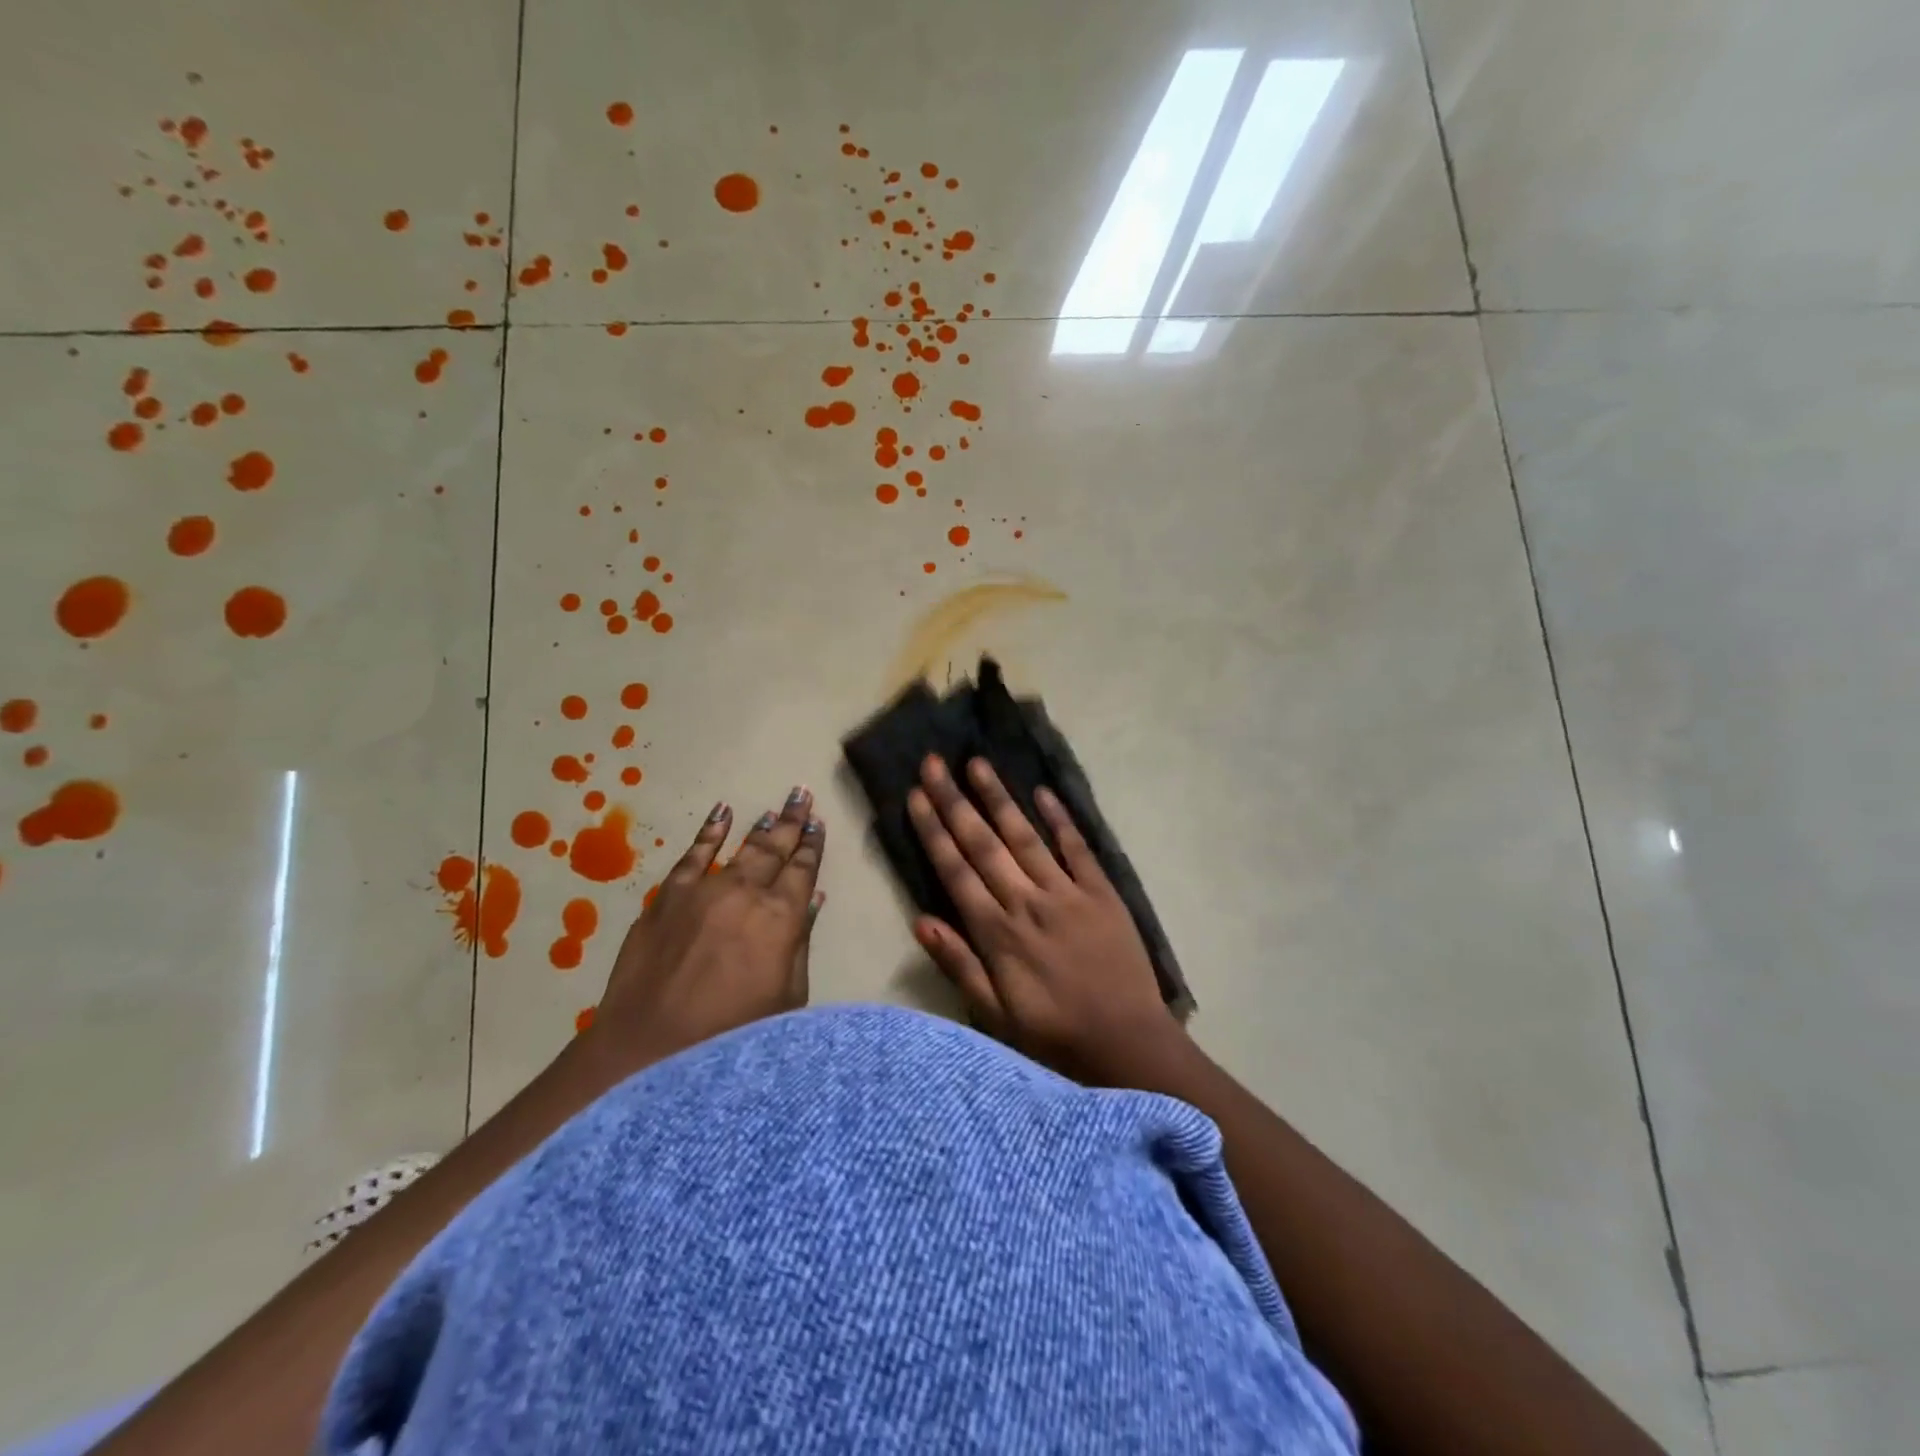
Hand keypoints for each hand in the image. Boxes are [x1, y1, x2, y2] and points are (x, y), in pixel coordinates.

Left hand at [584, 787, 825, 1074]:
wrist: (649, 1049)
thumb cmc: (732, 1033)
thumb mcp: (786, 997)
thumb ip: (799, 944)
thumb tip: (811, 901)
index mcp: (780, 918)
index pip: (803, 870)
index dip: (813, 846)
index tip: (819, 824)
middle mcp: (745, 892)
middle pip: (774, 848)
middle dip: (792, 821)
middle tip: (802, 794)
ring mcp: (703, 890)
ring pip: (740, 847)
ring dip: (760, 825)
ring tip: (774, 806)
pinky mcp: (667, 896)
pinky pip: (692, 854)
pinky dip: (709, 832)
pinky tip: (721, 813)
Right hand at [906, 755, 1179, 1078]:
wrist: (1126, 1043)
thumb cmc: (1053, 1034)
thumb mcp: (994, 1013)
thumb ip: (958, 964)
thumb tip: (920, 921)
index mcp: (997, 932)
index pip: (956, 870)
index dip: (934, 831)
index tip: (916, 795)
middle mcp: (1027, 901)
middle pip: (984, 844)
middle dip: (955, 802)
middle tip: (934, 763)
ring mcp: (1067, 893)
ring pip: (1025, 836)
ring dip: (999, 799)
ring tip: (978, 764)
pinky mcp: (1101, 892)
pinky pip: (1078, 848)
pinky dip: (1060, 819)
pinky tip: (1043, 792)